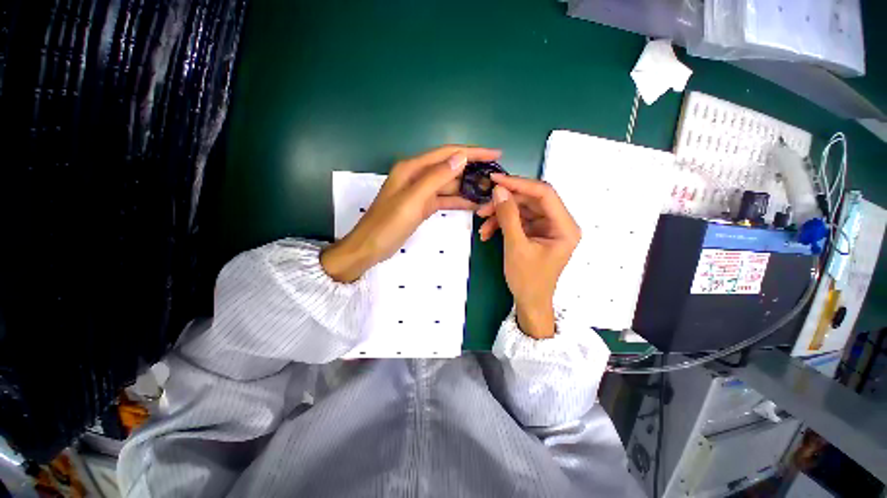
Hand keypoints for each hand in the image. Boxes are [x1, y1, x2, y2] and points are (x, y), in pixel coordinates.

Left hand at [321, 145, 501, 281]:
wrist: (370, 247)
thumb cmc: (388, 224)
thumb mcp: (413, 200)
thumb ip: (436, 178)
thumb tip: (461, 158)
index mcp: (413, 168)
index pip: (448, 154)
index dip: (472, 152)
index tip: (495, 153)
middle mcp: (417, 176)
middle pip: (450, 168)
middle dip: (473, 170)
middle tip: (496, 175)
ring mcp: (421, 192)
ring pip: (449, 185)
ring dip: (468, 187)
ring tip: (490, 191)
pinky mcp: (423, 206)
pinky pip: (444, 199)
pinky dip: (458, 201)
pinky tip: (474, 204)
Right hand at [476, 175, 579, 338]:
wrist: (529, 302)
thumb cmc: (528, 279)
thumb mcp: (516, 247)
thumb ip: (508, 216)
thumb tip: (499, 190)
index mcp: (564, 226)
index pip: (544, 193)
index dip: (519, 184)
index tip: (495, 180)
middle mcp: (558, 223)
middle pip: (530, 200)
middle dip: (505, 203)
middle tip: (482, 207)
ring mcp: (546, 227)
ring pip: (521, 210)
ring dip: (500, 215)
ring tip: (482, 224)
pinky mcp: (535, 233)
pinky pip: (517, 221)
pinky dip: (501, 224)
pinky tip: (487, 233)